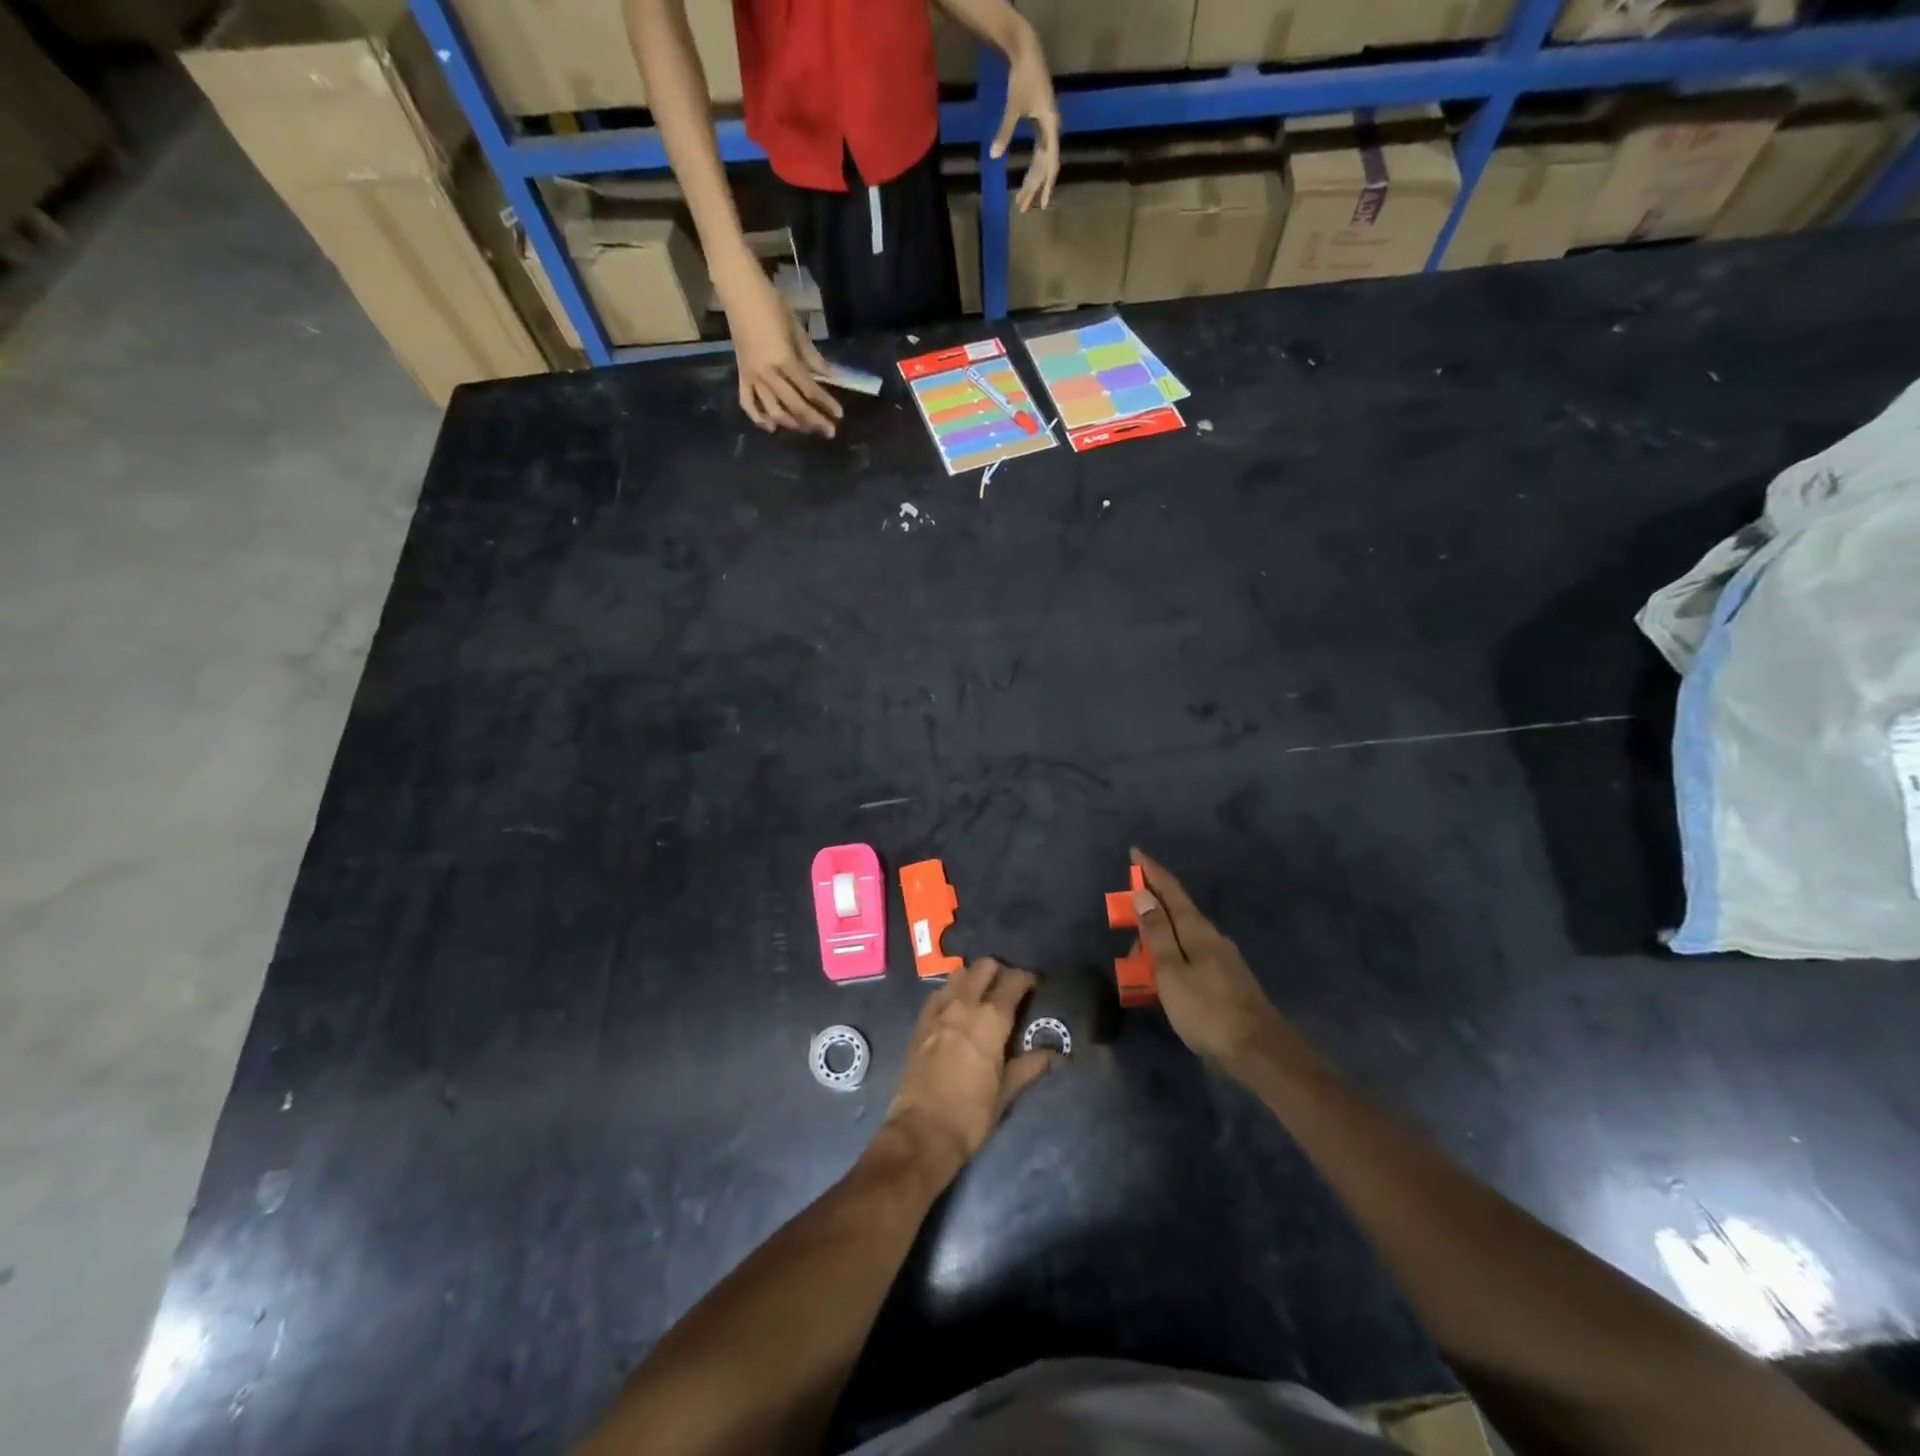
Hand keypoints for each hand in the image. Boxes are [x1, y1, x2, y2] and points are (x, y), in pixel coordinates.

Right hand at [721, 266, 842, 436]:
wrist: (740, 292)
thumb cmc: (772, 305)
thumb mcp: (797, 331)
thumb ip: (813, 358)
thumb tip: (831, 377)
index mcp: (784, 360)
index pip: (809, 390)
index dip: (826, 404)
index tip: (839, 415)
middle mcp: (767, 374)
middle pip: (794, 406)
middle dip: (814, 421)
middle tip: (829, 431)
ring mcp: (752, 377)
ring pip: (773, 411)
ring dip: (792, 424)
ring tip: (806, 428)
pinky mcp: (741, 376)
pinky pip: (748, 403)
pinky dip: (759, 418)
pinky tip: (772, 427)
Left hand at [882, 958, 1057, 1181]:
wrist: (922, 1131)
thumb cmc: (972, 1114)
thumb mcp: (1007, 1090)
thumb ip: (1031, 1065)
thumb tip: (1057, 1054)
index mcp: (992, 1018)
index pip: (1014, 980)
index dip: (1027, 979)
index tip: (1034, 987)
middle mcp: (965, 1004)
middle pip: (985, 966)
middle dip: (1000, 971)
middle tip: (1008, 990)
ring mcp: (939, 1009)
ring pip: (959, 973)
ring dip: (974, 977)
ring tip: (982, 995)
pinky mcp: (920, 1020)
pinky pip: (939, 992)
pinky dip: (952, 991)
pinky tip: (957, 1008)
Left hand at [991, 23, 1060, 212]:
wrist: (1027, 52)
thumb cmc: (1021, 78)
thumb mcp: (1012, 107)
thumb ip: (1004, 133)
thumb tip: (993, 157)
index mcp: (1050, 128)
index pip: (1051, 165)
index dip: (1047, 186)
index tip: (1042, 205)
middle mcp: (1052, 131)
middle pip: (1045, 167)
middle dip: (1033, 188)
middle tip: (1022, 209)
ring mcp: (1047, 128)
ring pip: (1041, 162)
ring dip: (1032, 181)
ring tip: (1022, 200)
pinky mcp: (1042, 125)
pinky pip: (1040, 153)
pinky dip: (1033, 168)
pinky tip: (1027, 179)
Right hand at [1130, 849, 1299, 1075]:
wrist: (1259, 1051)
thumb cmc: (1207, 1010)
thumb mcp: (1171, 971)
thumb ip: (1157, 933)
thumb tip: (1144, 894)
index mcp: (1197, 930)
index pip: (1171, 890)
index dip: (1151, 871)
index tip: (1135, 852)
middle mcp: (1212, 937)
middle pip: (1176, 913)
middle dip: (1149, 912)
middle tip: (1125, 925)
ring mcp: (1223, 958)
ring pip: (1182, 938)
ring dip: (1158, 940)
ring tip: (1139, 963)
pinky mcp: (1227, 979)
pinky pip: (1190, 957)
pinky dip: (1171, 958)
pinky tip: (1165, 979)